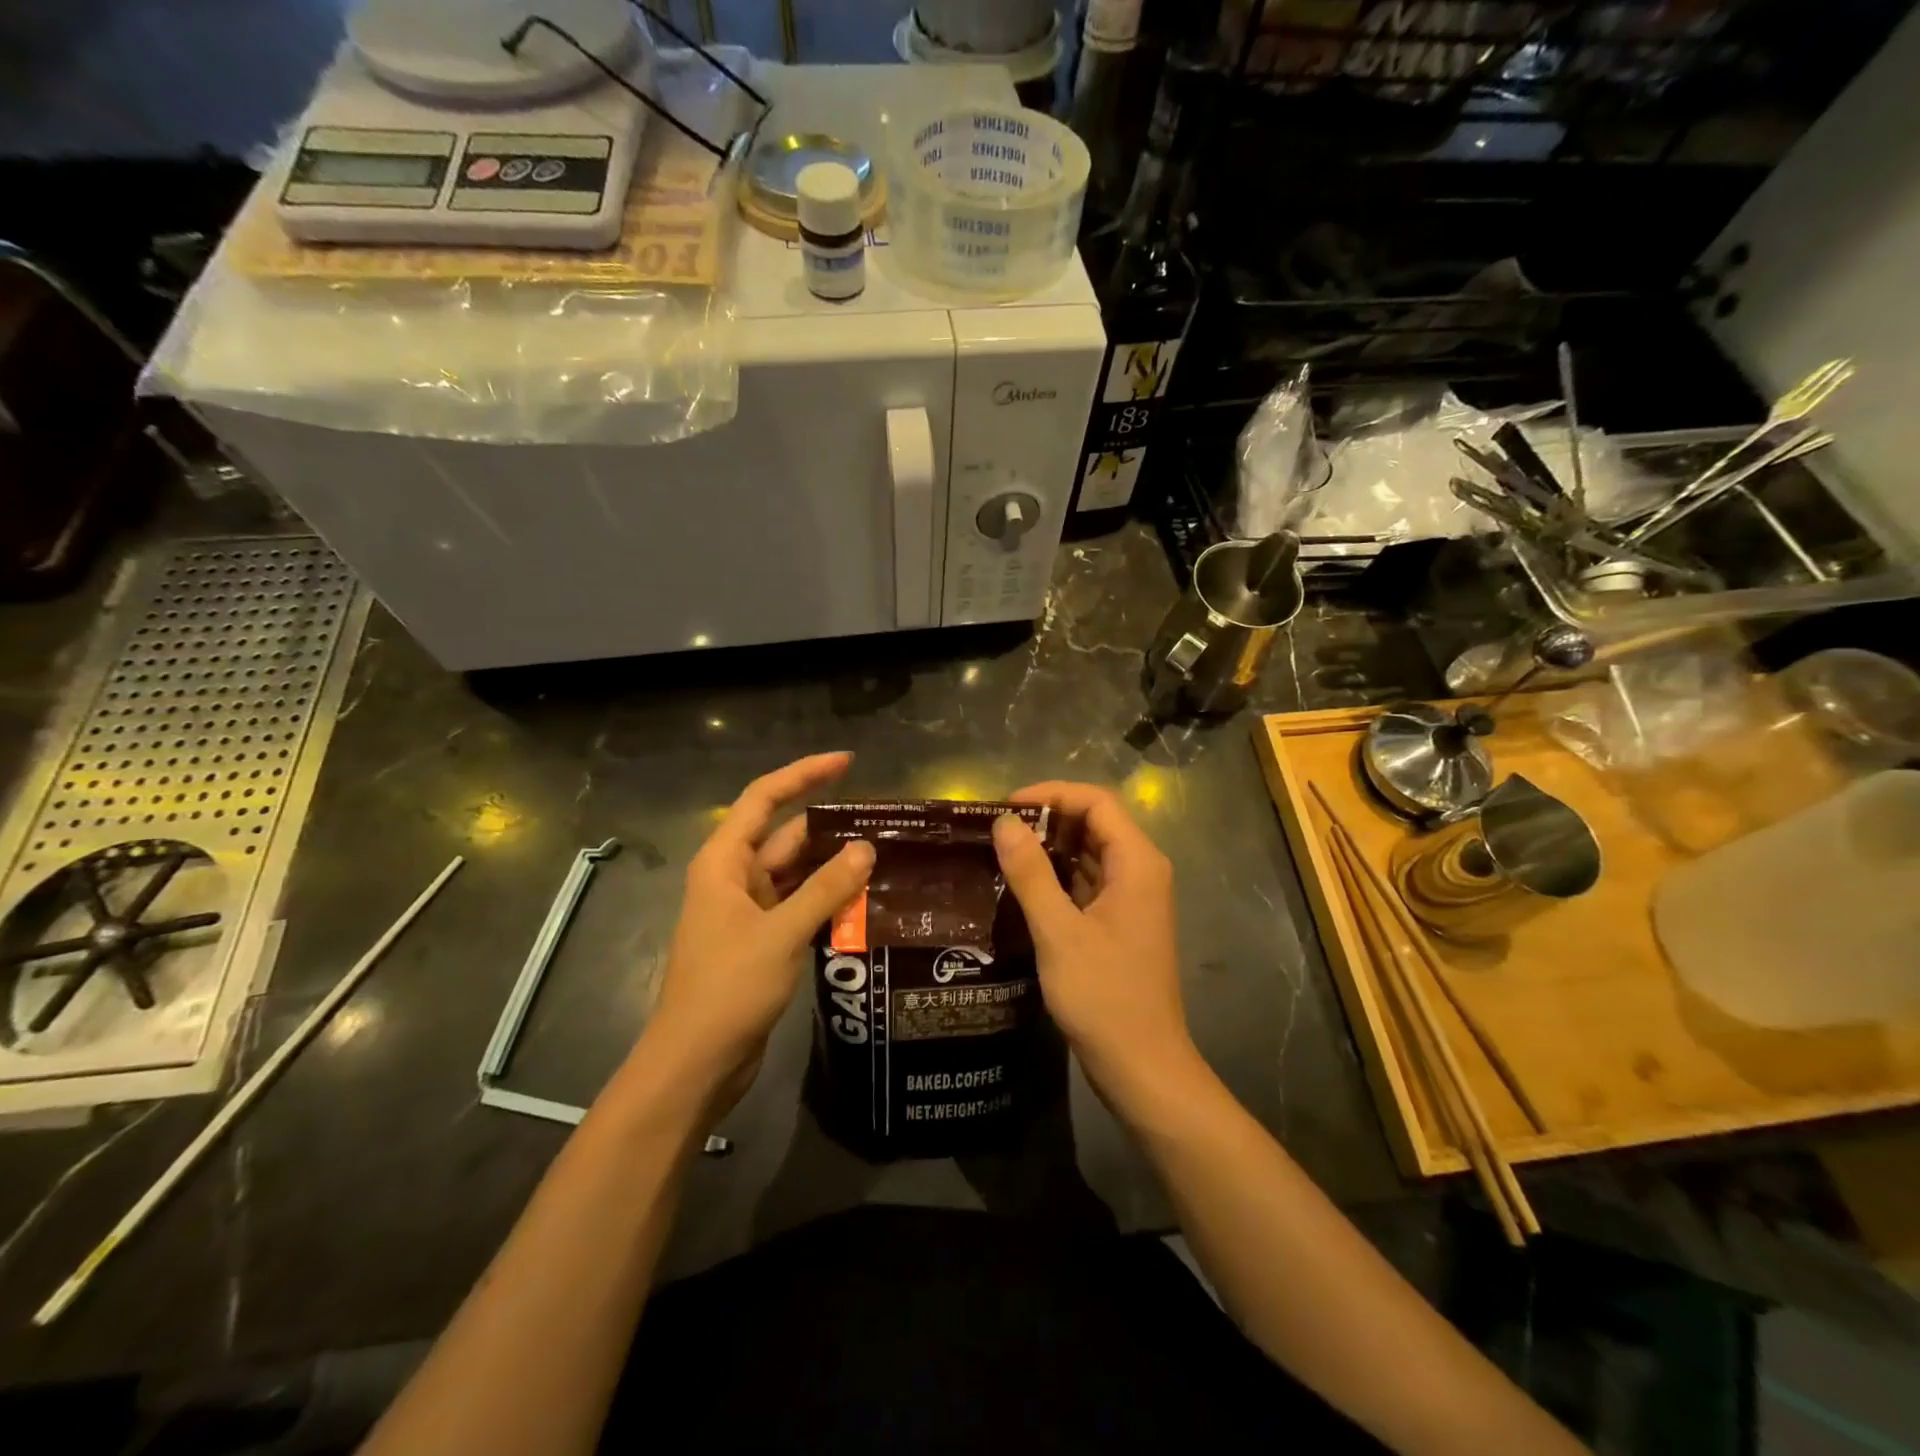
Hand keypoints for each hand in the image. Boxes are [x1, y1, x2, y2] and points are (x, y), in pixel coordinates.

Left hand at [639, 753, 873, 1111]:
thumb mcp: (782, 933)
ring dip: (833, 868)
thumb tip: (866, 848)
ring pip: (796, 874)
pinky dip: (827, 901)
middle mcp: (734, 879)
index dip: (804, 774)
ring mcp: (747, 912)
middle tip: (883, 821)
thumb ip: (826, 889)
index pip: (764, 799)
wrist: (695, 1064)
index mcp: (724, 863)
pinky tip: (864, 901)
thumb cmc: (729, 988)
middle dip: (830, 827)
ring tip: (884, 857)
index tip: (847, 762)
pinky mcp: (761, 941)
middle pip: (785, 836)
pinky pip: (799, 906)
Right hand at [991, 782, 1195, 1101]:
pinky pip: (1087, 884)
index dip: (1052, 794)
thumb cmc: (1104, 996)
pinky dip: (1057, 878)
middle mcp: (1140, 872)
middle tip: (997, 829)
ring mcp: (1132, 900)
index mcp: (1137, 863)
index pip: (1096, 802)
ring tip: (1001, 852)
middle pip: (1094, 824)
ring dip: (1050, 849)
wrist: (1141, 1066)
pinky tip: (1021, 887)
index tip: (1006, 806)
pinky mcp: (1119, 924)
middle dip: (1047, 820)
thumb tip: (1005, 823)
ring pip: (1089, 855)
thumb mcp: (1058, 932)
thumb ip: (1031, 874)